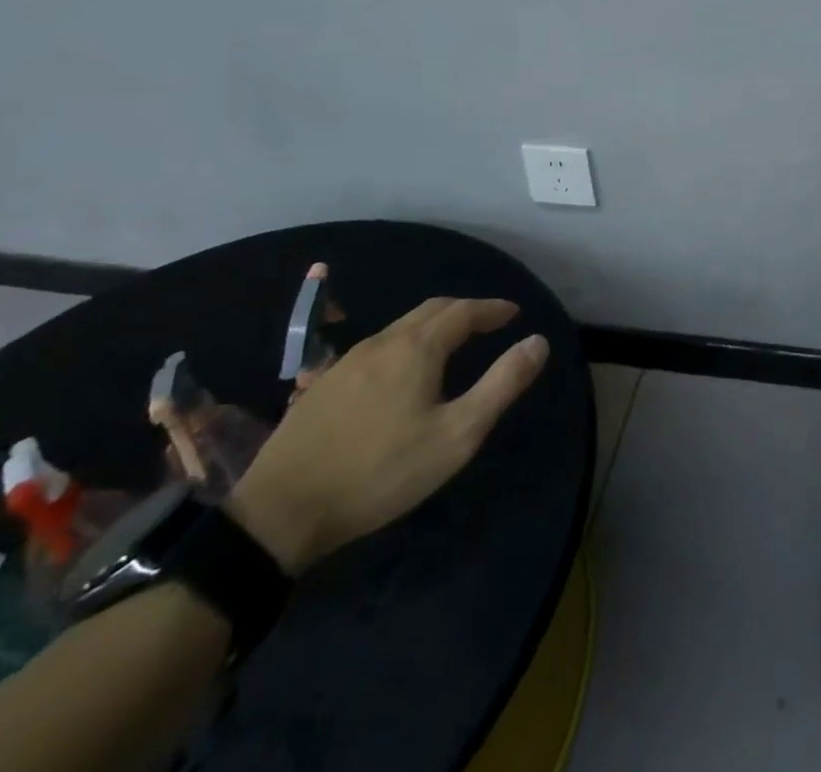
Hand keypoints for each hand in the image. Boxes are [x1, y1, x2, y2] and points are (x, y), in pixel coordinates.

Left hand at [227, 297, 548, 574]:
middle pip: (432, 310)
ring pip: (402, 327)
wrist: (281, 512)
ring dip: (435, 325)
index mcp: (417, 347)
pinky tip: (403, 371)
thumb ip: (502, 384)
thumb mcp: (457, 435)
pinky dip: (407, 342)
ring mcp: (348, 361)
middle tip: (489, 322)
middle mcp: (383, 341)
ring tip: (453, 343)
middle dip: (465, 310)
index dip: (492, 308)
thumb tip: (539, 342)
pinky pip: (379, 347)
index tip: (514, 313)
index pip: (464, 310)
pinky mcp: (325, 385)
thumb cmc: (381, 472)